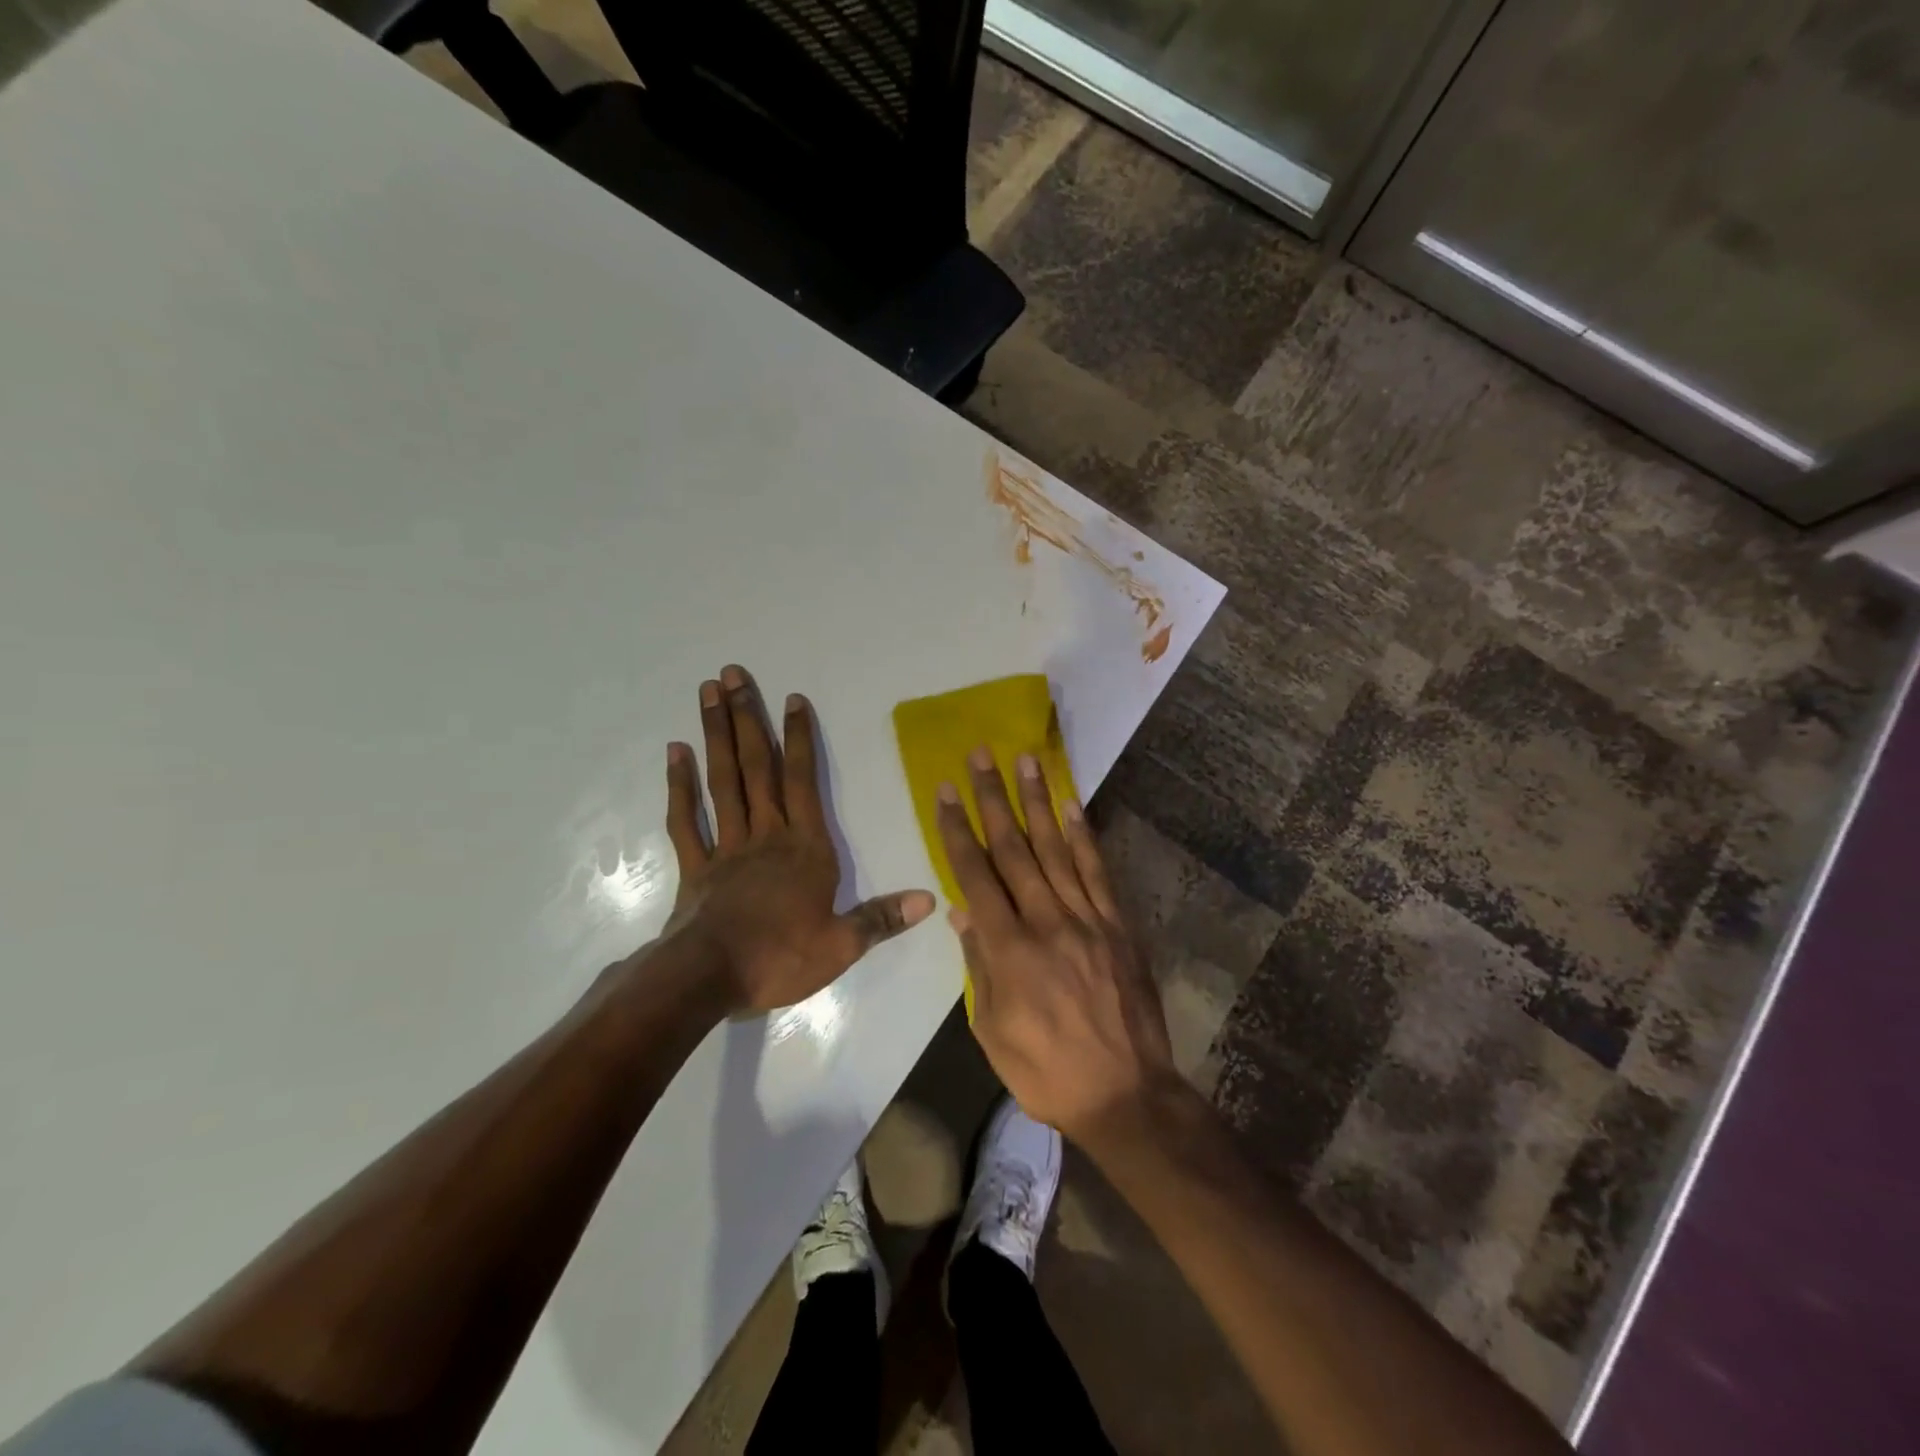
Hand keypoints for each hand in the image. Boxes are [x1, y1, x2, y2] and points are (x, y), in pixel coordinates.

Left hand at [661, 665, 933, 1011]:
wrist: (708, 979)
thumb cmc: (780, 958)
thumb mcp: (842, 945)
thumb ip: (883, 918)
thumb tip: (930, 899)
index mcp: (804, 848)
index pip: (803, 782)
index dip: (799, 739)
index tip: (792, 698)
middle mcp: (765, 835)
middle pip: (757, 768)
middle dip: (748, 718)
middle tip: (731, 674)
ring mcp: (726, 847)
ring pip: (722, 782)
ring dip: (716, 736)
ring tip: (707, 694)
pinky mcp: (695, 867)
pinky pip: (686, 820)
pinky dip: (680, 786)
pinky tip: (675, 752)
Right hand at [936, 747, 1176, 1143]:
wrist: (1126, 1094)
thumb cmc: (1046, 1072)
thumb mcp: (992, 1031)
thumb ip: (978, 967)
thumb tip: (961, 914)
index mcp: (1009, 951)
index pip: (976, 876)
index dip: (959, 830)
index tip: (947, 792)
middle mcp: (1047, 923)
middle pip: (1014, 850)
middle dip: (993, 799)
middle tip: (981, 755)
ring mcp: (1088, 920)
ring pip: (1056, 850)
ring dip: (1037, 802)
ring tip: (1025, 761)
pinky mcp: (1118, 926)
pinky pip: (1098, 873)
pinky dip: (1083, 836)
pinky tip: (1071, 805)